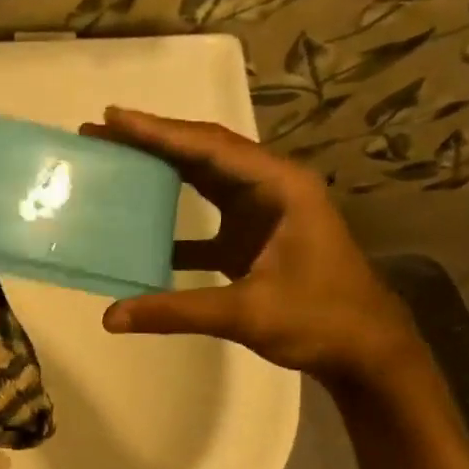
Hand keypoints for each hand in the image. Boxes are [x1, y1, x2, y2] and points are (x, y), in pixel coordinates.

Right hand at [81, 107, 421, 386]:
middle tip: (102, 131)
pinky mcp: (253, 239)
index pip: (210, 148)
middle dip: (153, 141)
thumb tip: (110, 317)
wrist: (366, 350)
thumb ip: (176, 311)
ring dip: (162, 171)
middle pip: (204, 153)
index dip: (159, 132)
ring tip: (115, 161)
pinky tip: (139, 228)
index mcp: (280, 187)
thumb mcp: (246, 313)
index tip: (113, 118)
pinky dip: (173, 221)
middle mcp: (272, 188)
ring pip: (205, 179)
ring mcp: (263, 212)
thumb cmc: (320, 320)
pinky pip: (206, 218)